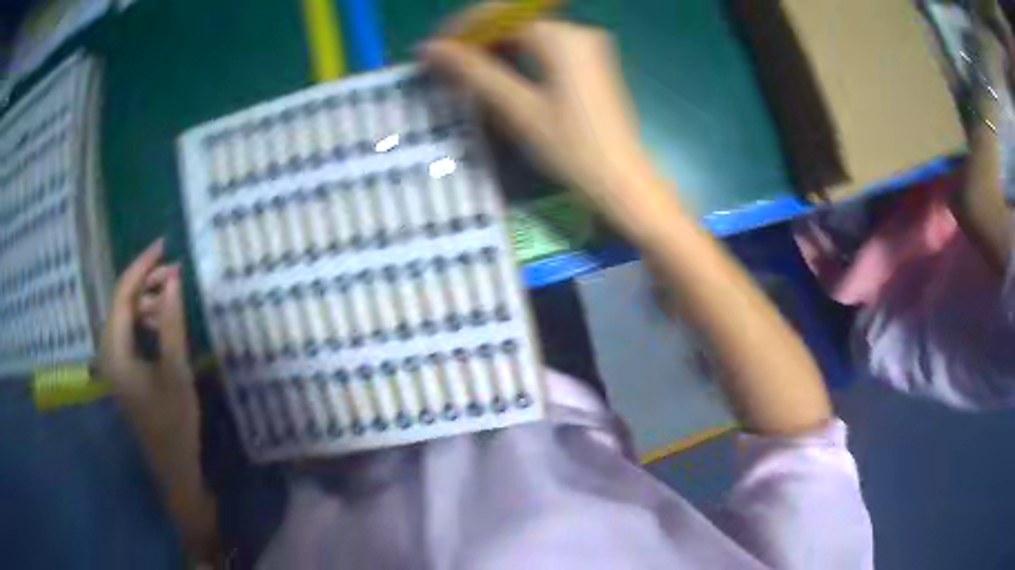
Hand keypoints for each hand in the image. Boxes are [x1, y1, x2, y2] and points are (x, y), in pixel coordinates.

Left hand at [100, 239, 199, 466]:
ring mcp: (113, 361)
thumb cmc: (174, 422)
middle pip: (121, 302)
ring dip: (147, 301)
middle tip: (176, 273)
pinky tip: (162, 322)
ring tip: (172, 298)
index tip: (164, 245)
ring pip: (125, 315)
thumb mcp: (176, 372)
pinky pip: (129, 331)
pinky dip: (145, 319)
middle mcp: (108, 351)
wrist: (172, 465)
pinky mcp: (121, 368)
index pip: (122, 294)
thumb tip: (173, 279)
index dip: (142, 265)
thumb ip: (171, 324)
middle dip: (147, 282)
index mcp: (116, 352)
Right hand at [422, 18, 676, 236]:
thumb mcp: (517, 108)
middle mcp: (576, 31)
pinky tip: (497, 74)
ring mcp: (586, 46)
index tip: (433, 51)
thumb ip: (473, 72)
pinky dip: (516, 55)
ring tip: (463, 72)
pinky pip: (543, 46)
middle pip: (513, 20)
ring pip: (527, 33)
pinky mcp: (590, 63)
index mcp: (560, 36)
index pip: (498, 15)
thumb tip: (430, 49)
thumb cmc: (571, 147)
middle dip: (476, 38)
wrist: (621, 180)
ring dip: (493, 47)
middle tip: (444, 64)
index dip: (461, 29)